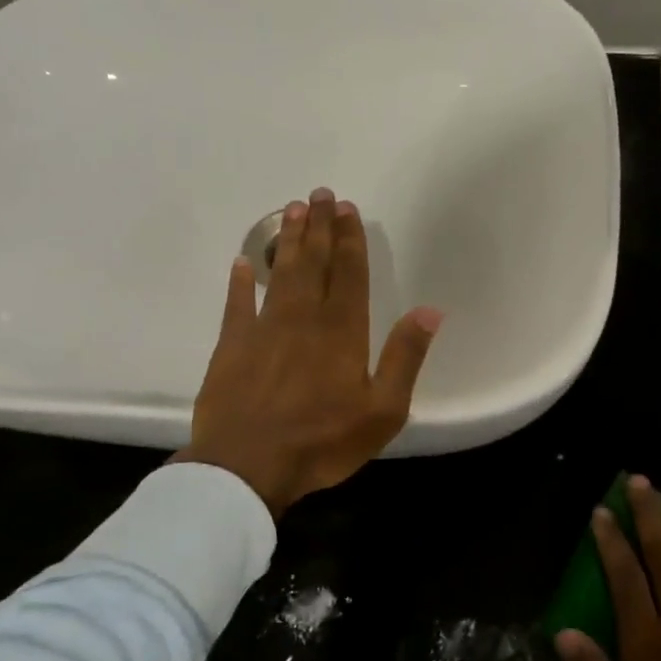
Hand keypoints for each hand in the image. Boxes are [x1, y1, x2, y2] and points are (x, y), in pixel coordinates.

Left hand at [175, 187, 441, 517]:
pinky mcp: (230, 347)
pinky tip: (242, 263)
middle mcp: (303, 318)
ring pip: (279, 274)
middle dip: (319, 227)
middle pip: (313, 263)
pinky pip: (236, 305)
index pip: (349, 273)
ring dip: (287, 241)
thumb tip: (430, 310)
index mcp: (342, 331)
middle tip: (320, 194)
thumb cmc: (323, 441)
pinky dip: (239, 282)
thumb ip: (405, 357)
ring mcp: (263, 329)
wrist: (248, 467)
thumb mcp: (383, 409)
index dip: (350, 239)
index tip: (348, 209)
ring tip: (292, 210)